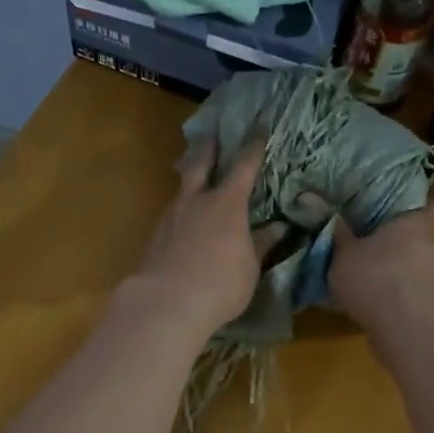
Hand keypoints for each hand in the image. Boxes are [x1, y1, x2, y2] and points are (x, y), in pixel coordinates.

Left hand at [126, 136, 267, 337]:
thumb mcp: (250, 267)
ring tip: (196, 177)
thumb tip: (278, 227)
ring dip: (190, 178)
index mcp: (227, 203)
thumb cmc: (220, 284)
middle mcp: (196, 201)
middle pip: (200, 164)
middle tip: (212, 136)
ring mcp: (171, 216)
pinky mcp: (155, 235)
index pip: (244, 167)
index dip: (253, 148)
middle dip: (209, 149)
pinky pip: (172, 212)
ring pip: (182, 188)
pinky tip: (184, 218)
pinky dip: (181, 208)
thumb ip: (261, 244)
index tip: (259, 130)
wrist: (166, 302)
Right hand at [327, 192, 433, 336]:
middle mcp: (433, 246)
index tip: (416, 198)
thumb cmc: (375, 278)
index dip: (429, 198)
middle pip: (423, 235)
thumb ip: (334, 230)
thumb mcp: (343, 254)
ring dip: (402, 268)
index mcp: (415, 224)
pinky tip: (380, 304)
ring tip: (374, 276)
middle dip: (402, 238)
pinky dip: (401, 294)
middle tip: (376, 239)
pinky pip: (416, 292)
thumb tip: (311, 196)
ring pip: (420, 265)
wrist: (407, 330)